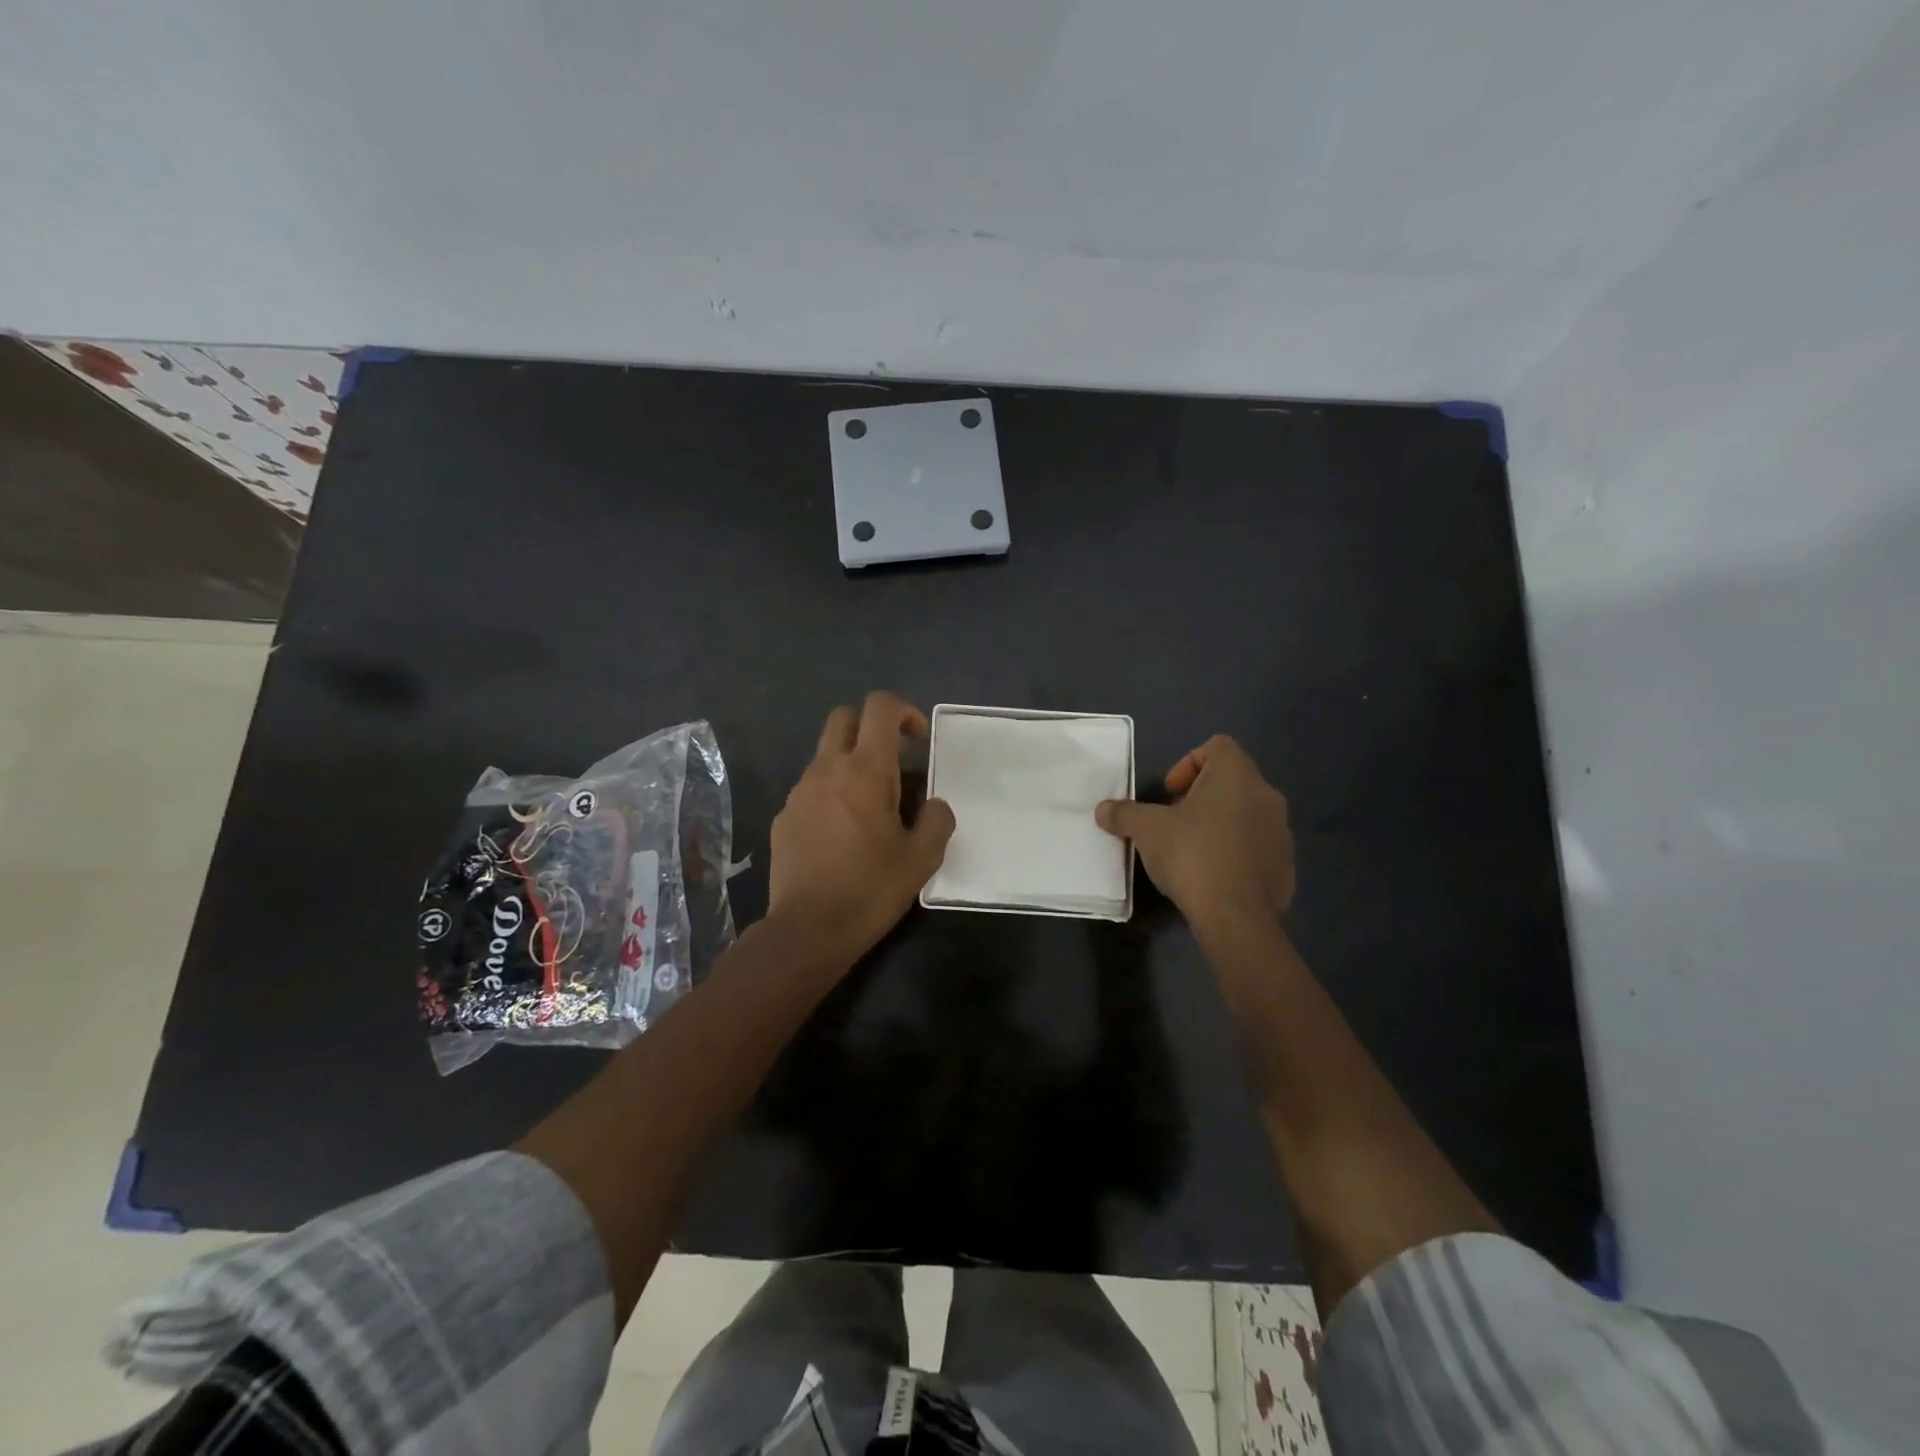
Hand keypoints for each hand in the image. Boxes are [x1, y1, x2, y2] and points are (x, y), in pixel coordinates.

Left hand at [769, 691, 955, 961]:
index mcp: (865, 770)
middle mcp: (827, 769)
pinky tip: (842, 834)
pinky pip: (811, 787)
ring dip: (850, 763)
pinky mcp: (784, 816)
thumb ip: (937, 819)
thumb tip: (933, 804)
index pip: (880, 707)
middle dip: (871, 726)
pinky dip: (831, 793)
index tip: (918, 741)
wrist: (808, 929)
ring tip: (870, 807)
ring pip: (825, 754)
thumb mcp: (922, 858)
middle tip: (893, 761)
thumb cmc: (870, 889)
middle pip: (844, 717)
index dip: (904, 711)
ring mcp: (799, 791)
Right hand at [1096, 736, 1293, 926]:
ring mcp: (1281, 833)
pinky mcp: (1285, 867)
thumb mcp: (1146, 830)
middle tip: (1172, 823)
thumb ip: (1124, 813)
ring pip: (1244, 815)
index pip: (1217, 746)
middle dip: (1198, 798)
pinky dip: (1234, 854)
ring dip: (1217, 825)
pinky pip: (1255, 848)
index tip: (1168, 793)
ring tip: (1190, 852)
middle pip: (1230, 782)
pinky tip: (1211, 877)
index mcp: (1237, 776)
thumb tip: (1103, 810)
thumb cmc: (1191, 855)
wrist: (1236, 917)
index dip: (1187, 764)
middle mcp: (1266, 796)